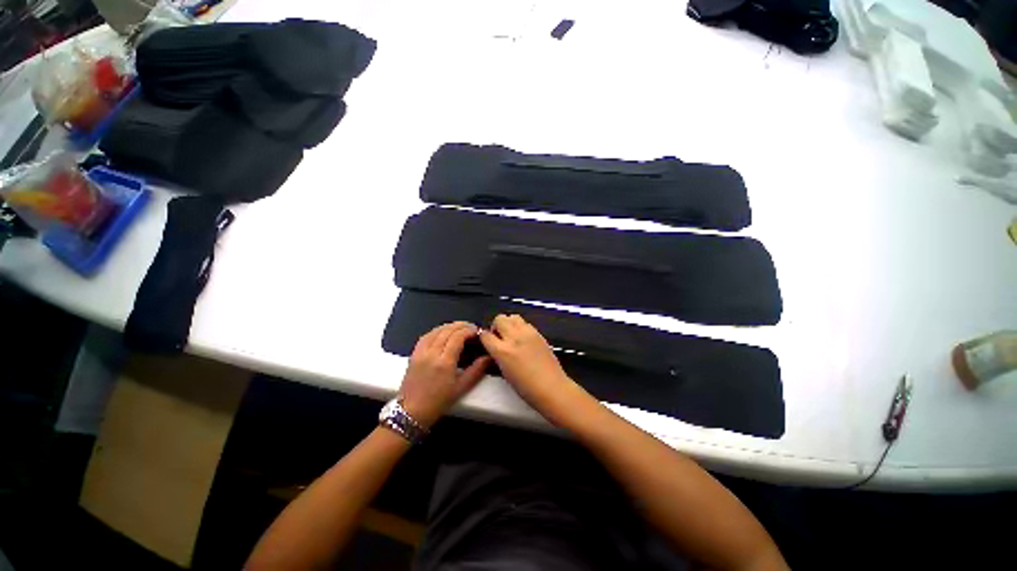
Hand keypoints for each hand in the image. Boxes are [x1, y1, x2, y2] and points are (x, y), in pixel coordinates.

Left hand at [399, 321, 490, 428]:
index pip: (458, 336)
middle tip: (471, 327)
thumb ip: (477, 370)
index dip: (469, 330)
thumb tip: (488, 357)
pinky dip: (437, 330)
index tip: (477, 331)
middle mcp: (432, 353)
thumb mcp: (461, 388)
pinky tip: (443, 332)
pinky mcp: (414, 354)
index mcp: (445, 362)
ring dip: (450, 326)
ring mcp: (421, 352)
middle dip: (461, 325)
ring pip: (436, 330)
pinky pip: (426, 336)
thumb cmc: (439, 402)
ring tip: (460, 327)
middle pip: (447, 330)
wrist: (412, 411)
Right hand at [479, 315, 578, 419]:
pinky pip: (525, 323)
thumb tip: (495, 347)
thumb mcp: (504, 372)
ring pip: (513, 317)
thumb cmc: (526, 388)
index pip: (485, 335)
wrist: (552, 387)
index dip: (484, 337)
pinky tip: (524, 339)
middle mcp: (514, 337)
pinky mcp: (538, 333)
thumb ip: (498, 355)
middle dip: (496, 326)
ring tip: (512, 335)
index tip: (486, 342)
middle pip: (499, 319)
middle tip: (500, 337)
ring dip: (509, 323)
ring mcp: (528, 333)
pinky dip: (521, 327)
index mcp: (503, 351)